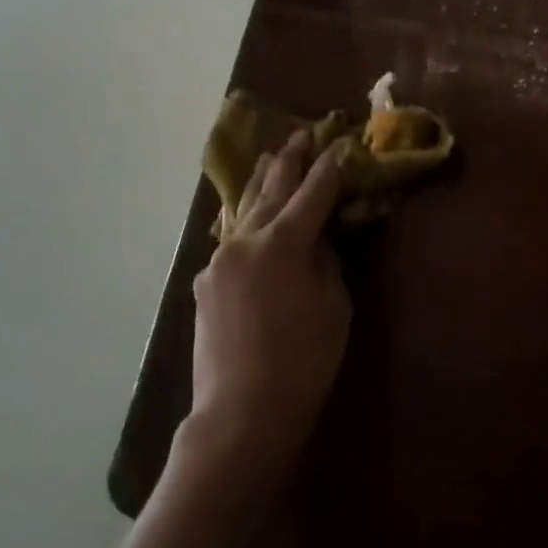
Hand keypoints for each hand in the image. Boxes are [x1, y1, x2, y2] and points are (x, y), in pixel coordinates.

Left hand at [186, 131, 351, 485]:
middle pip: (272, 191)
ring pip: (245, 212)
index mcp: (282, 243)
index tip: (341, 145)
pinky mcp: (206, 284)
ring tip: (271, 158)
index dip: (330, 169)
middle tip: (301, 135)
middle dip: (290, 162)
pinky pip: (232, 240)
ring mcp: (219, 261)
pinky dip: (247, 221)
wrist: (242, 412)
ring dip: (262, 184)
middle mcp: (245, 242)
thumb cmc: (303, 361)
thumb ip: (326, 262)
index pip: (313, 194)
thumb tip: (317, 239)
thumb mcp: (333, 306)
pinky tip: (250, 214)